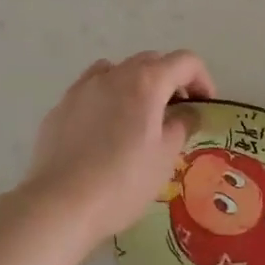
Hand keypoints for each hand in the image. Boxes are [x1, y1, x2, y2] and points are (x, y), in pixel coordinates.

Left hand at [16, 51, 215, 250]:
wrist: (60, 203)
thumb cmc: (123, 182)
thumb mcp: (164, 157)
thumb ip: (181, 126)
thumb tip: (189, 112)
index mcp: (145, 82)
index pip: (184, 61)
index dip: (202, 79)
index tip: (205, 105)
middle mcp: (113, 75)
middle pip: (150, 61)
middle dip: (170, 80)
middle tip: (177, 112)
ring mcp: (82, 88)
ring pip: (117, 71)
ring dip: (136, 84)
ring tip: (138, 118)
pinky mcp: (61, 106)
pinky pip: (91, 90)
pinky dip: (107, 98)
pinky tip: (104, 130)